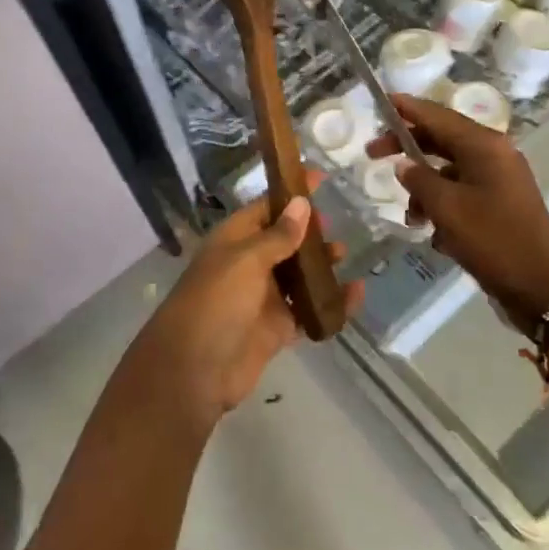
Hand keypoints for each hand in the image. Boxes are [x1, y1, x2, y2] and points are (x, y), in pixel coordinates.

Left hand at [139, 171, 362, 421]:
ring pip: (298, 275)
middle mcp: (248, 265)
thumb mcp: (246, 260)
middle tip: (335, 225)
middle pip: (284, 240)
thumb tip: (301, 203)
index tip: (320, 178)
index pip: (266, 207)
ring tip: (343, 255)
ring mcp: (262, 298)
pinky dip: (331, 302)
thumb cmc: (215, 303)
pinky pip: (308, 310)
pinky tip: (355, 294)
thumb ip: (278, 235)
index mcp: (234, 240)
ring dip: (320, 265)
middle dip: (309, 232)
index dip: (291, 193)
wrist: (193, 372)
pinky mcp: (276, 328)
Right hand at [368, 96, 548, 331]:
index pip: (439, 115)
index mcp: (485, 146)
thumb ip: (419, 180)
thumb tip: (404, 165)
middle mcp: (494, 155)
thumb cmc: (493, 240)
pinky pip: (462, 193)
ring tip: (411, 217)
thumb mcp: (447, 208)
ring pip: (449, 170)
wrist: (542, 286)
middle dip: (408, 148)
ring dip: (424, 188)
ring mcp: (499, 180)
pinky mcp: (500, 204)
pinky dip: (443, 205)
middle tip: (373, 155)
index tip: (382, 101)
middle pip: (442, 139)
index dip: (409, 108)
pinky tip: (433, 233)